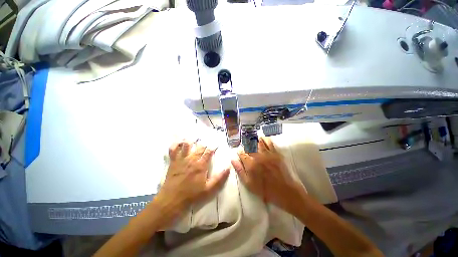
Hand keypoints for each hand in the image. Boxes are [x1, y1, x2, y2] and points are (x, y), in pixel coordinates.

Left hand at [154, 140, 229, 225]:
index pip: (209, 151)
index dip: (213, 147)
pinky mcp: (173, 161)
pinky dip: (176, 144)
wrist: (172, 200)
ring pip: (187, 144)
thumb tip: (228, 168)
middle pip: (199, 146)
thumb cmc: (192, 195)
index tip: (216, 144)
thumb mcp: (209, 189)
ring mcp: (181, 159)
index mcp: (201, 165)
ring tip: (195, 138)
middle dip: (204, 143)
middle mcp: (192, 159)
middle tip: (207, 142)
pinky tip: (179, 142)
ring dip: (191, 140)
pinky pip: (173, 149)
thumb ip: (220, 178)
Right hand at [231, 137, 304, 213]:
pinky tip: (262, 138)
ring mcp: (268, 154)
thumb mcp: (249, 184)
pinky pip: (269, 142)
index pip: (242, 153)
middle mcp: (258, 157)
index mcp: (250, 164)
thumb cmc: (266, 190)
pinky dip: (264, 139)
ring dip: (253, 139)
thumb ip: (240, 171)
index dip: (239, 152)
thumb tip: (233, 160)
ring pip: (258, 142)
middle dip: (245, 144)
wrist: (286, 192)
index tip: (239, 153)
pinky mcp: (276, 153)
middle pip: (249, 146)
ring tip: (251, 139)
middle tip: (245, 145)